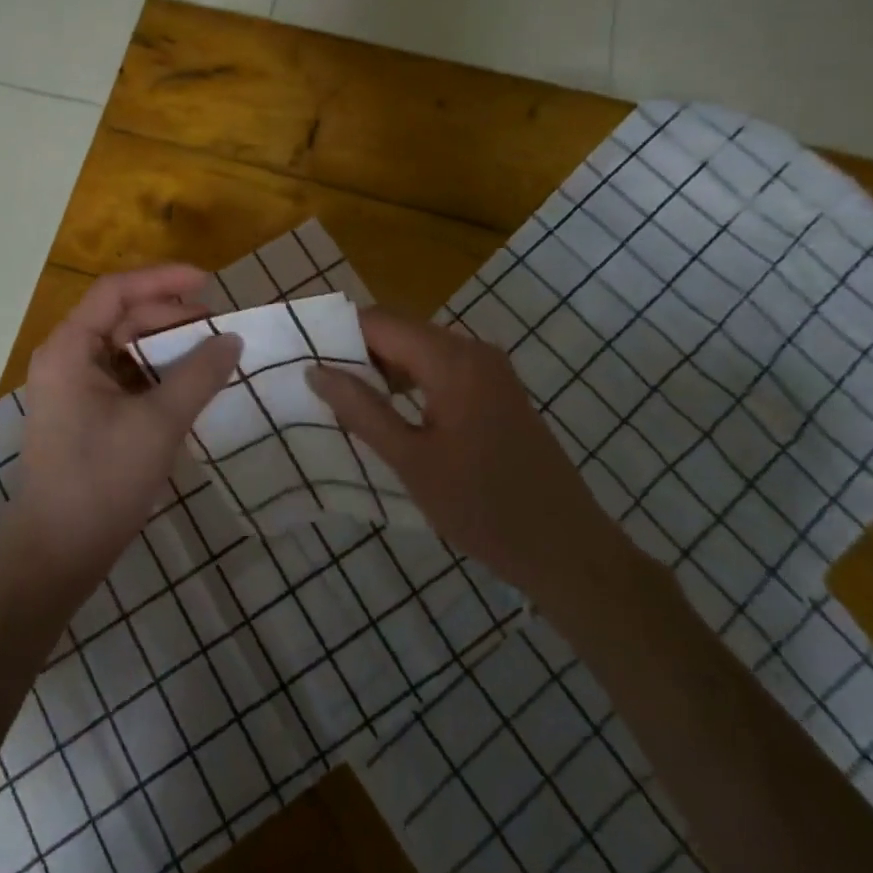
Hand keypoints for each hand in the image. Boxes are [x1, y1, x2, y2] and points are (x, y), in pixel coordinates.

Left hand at [0, 265, 242, 597]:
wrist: (54, 557)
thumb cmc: (101, 481)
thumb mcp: (158, 423)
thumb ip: (199, 375)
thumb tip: (232, 339)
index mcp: (70, 348)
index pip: (117, 290)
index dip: (163, 279)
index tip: (209, 283)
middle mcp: (66, 359)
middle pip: (122, 317)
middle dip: (171, 317)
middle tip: (218, 329)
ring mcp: (73, 388)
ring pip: (125, 349)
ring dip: (167, 348)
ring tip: (210, 356)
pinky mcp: (84, 415)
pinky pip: (124, 378)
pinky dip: (156, 375)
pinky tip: (188, 387)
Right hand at [308, 308, 625, 611]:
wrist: (569, 551)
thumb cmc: (484, 508)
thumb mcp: (412, 461)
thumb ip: (362, 410)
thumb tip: (316, 370)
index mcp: (452, 360)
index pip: (380, 322)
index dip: (338, 334)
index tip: (304, 357)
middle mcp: (473, 350)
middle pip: (400, 331)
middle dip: (358, 351)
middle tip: (320, 385)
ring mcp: (490, 369)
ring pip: (420, 349)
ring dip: (383, 368)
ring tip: (347, 401)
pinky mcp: (497, 390)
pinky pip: (442, 368)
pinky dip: (411, 381)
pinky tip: (391, 412)